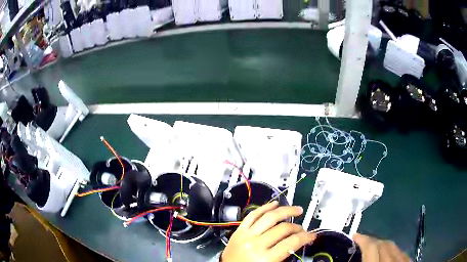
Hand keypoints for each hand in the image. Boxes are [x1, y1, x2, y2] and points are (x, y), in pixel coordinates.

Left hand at [221, 201, 314, 261]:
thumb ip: (285, 255)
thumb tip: (298, 242)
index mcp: (265, 258)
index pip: (291, 242)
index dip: (305, 237)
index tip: (312, 235)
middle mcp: (256, 244)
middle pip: (283, 229)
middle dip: (297, 227)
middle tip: (302, 229)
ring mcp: (246, 235)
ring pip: (269, 217)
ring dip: (285, 211)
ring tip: (296, 209)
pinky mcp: (238, 231)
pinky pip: (252, 215)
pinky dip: (264, 207)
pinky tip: (274, 204)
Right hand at [353, 233, 409, 261]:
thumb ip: (365, 259)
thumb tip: (356, 253)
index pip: (371, 247)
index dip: (363, 239)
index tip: (355, 235)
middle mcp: (392, 260)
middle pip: (384, 244)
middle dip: (373, 240)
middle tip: (363, 241)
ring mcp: (404, 260)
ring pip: (394, 246)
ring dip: (383, 244)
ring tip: (376, 246)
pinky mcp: (410, 261)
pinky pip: (402, 253)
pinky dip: (394, 251)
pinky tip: (390, 254)